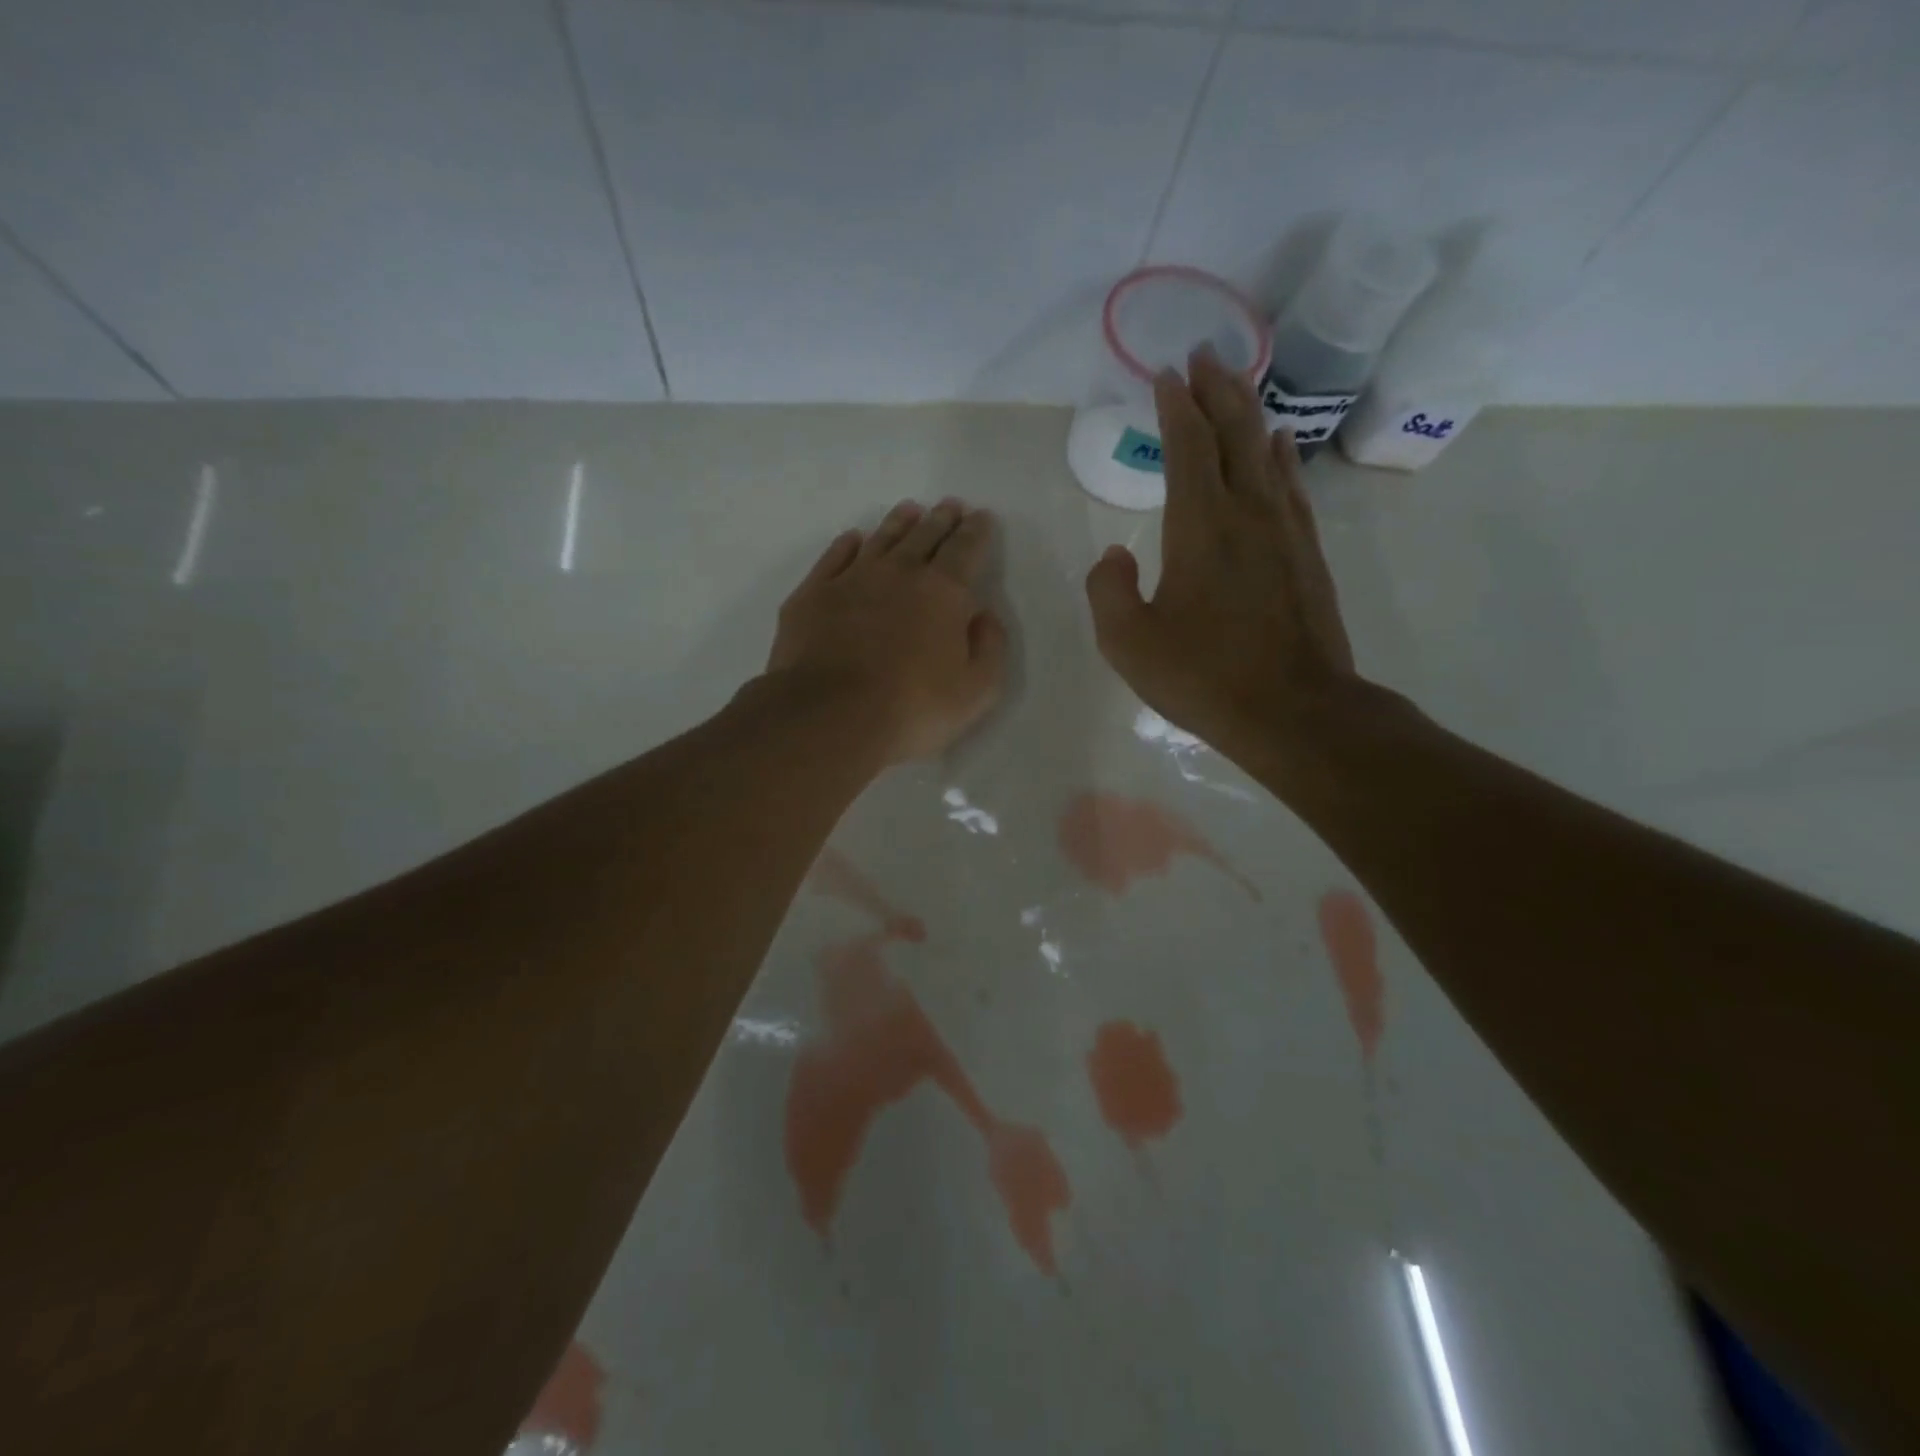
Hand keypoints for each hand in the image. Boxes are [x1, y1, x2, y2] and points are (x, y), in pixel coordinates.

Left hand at [767, 498, 1006, 764]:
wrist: (831, 715)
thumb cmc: (912, 708)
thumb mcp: (976, 691)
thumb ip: (990, 648)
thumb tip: (983, 616)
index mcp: (944, 593)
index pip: (965, 550)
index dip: (976, 532)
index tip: (981, 517)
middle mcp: (899, 573)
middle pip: (924, 536)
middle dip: (941, 520)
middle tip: (949, 506)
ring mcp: (852, 579)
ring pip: (881, 539)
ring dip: (898, 523)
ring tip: (909, 511)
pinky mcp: (813, 595)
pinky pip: (834, 557)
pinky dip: (846, 545)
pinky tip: (853, 539)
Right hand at [1084, 349, 1360, 767]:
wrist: (1293, 711)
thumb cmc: (1204, 677)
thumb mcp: (1129, 643)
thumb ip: (1108, 591)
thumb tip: (1114, 556)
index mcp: (1199, 527)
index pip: (1187, 447)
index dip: (1175, 407)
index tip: (1165, 374)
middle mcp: (1246, 513)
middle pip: (1233, 433)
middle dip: (1216, 389)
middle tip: (1203, 355)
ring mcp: (1284, 531)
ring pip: (1266, 452)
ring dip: (1249, 412)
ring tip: (1236, 382)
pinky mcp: (1306, 554)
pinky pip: (1292, 487)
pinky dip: (1282, 456)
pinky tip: (1279, 442)